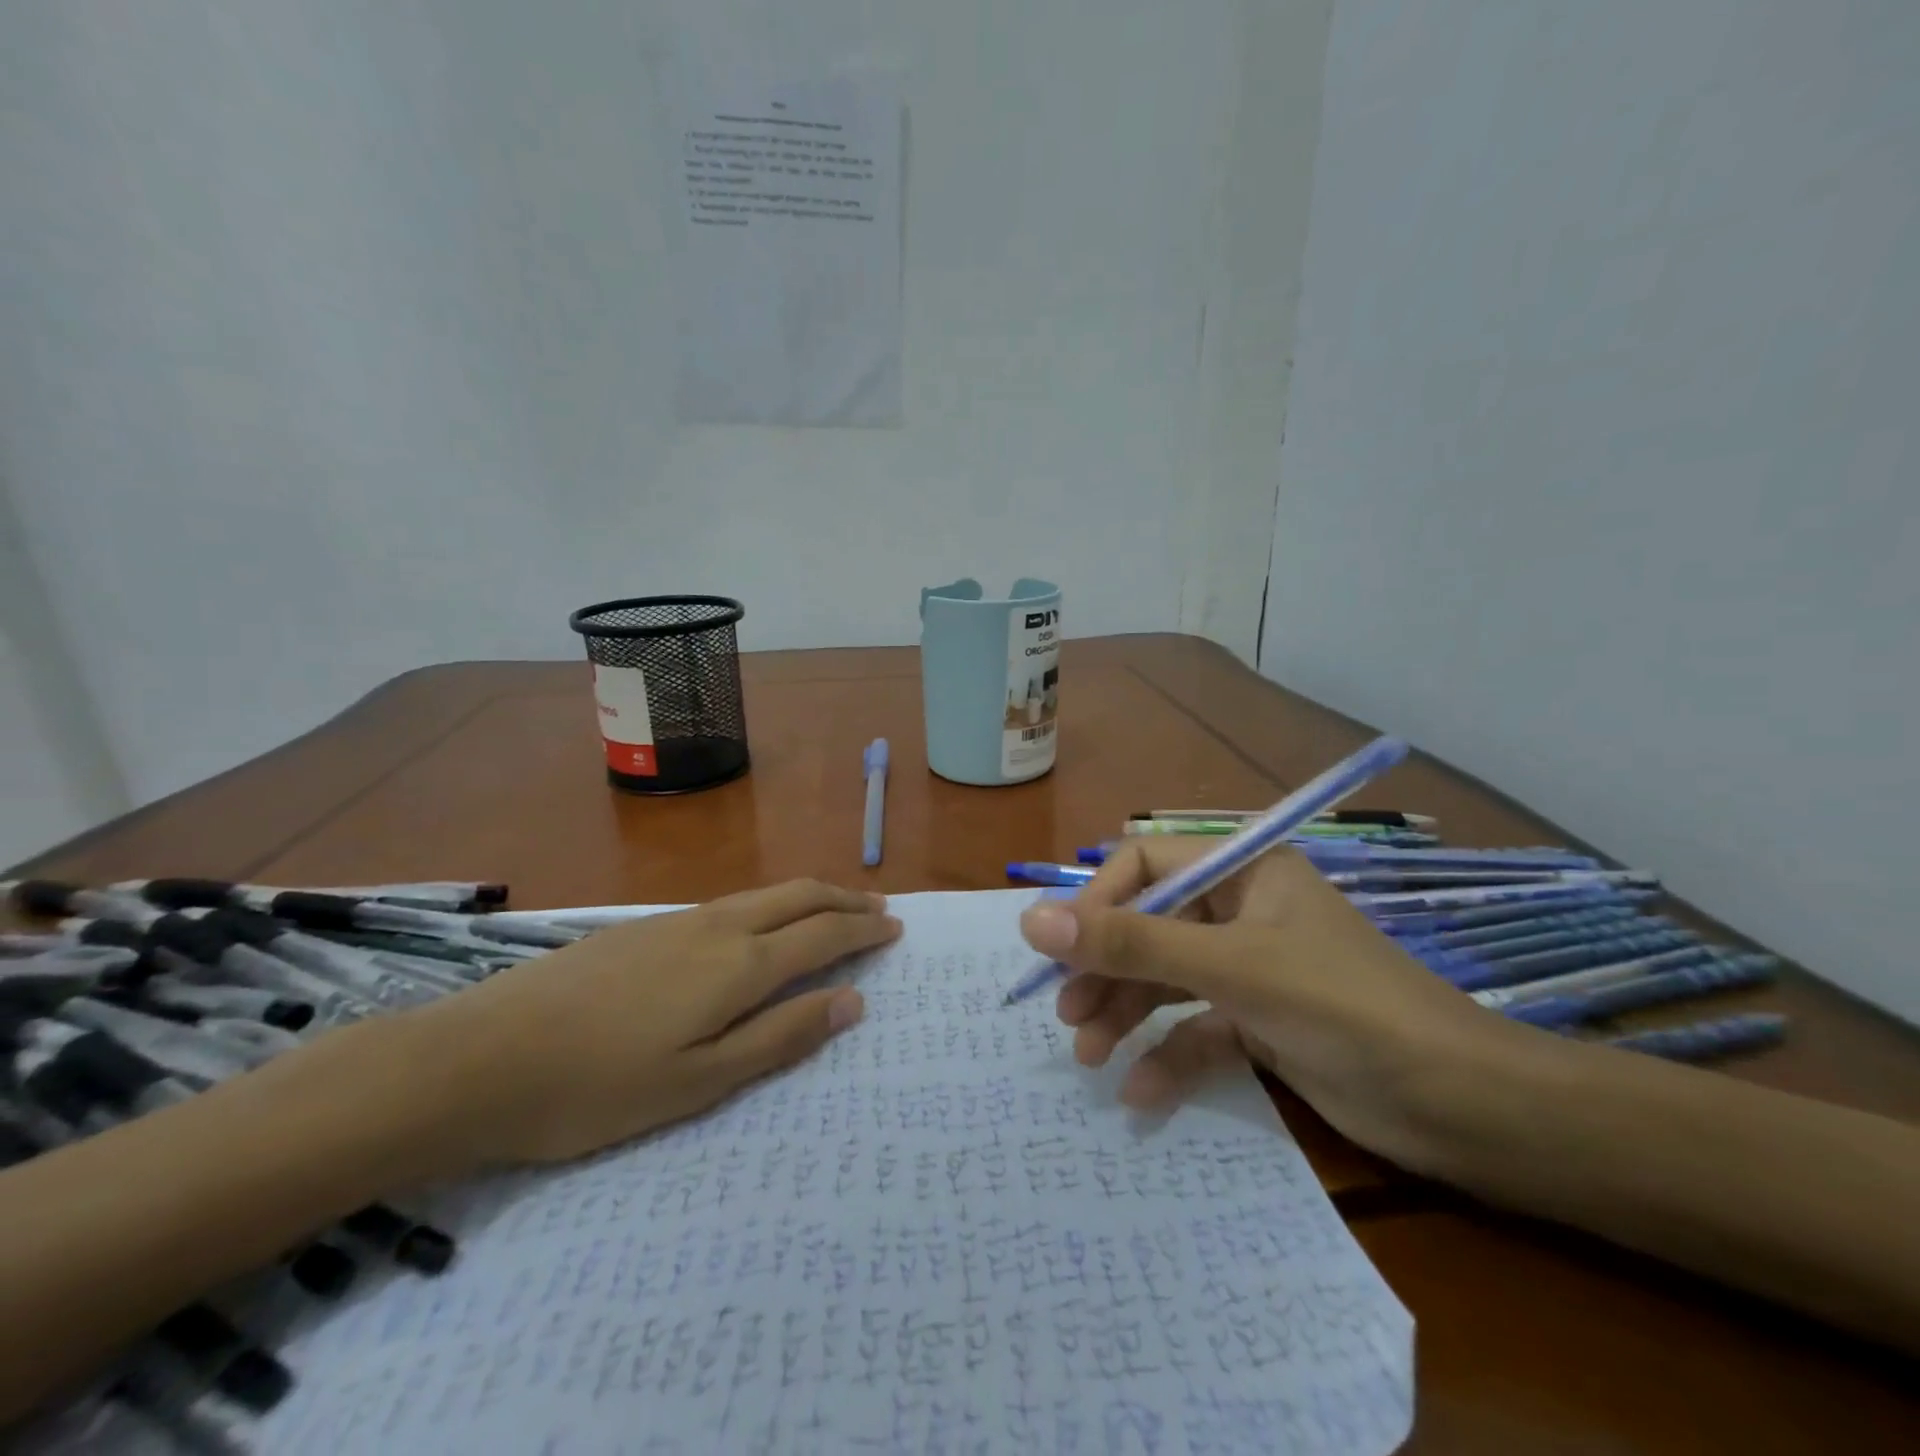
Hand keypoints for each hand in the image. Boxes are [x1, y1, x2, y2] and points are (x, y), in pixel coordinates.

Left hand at [406, 880, 899, 1167]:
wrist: (479, 1057)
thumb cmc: (597, 1088)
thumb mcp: (698, 1083)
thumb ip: (780, 1038)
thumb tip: (851, 1002)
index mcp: (738, 966)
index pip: (821, 936)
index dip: (863, 931)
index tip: (896, 928)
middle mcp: (717, 927)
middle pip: (797, 896)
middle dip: (844, 899)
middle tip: (880, 908)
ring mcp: (676, 920)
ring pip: (762, 894)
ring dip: (808, 896)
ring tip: (833, 908)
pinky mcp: (642, 926)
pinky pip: (729, 902)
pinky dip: (768, 905)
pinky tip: (758, 925)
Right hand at [1018, 839, 1523, 1170]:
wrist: (1466, 1110)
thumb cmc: (1346, 1009)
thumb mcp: (1231, 970)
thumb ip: (1132, 945)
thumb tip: (1032, 921)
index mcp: (1243, 870)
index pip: (1145, 863)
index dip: (1099, 901)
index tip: (1063, 951)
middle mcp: (1241, 909)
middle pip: (1149, 924)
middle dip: (1107, 967)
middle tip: (1067, 1013)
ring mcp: (1250, 967)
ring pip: (1166, 978)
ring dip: (1125, 1012)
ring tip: (1088, 1054)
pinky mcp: (1260, 1021)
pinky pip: (1197, 1026)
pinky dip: (1167, 1054)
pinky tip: (1140, 1091)